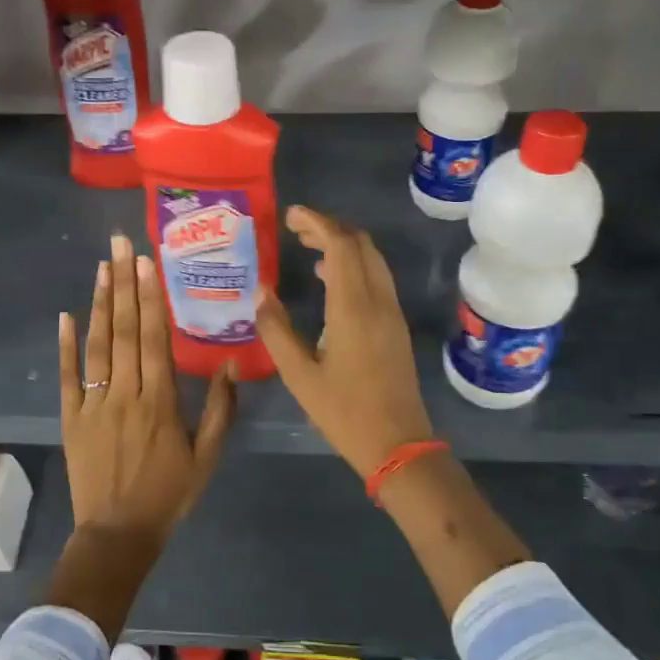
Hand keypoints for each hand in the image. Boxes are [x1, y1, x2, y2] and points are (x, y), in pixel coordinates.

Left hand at [58, 231, 235, 542]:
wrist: (118, 534)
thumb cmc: (169, 494)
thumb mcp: (207, 456)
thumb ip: (219, 409)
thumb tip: (228, 363)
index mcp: (160, 401)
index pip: (155, 338)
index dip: (151, 297)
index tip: (147, 262)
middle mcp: (125, 393)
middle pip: (126, 330)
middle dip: (125, 283)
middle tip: (120, 244)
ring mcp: (94, 403)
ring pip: (98, 344)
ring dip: (101, 303)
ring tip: (102, 266)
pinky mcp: (71, 417)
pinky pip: (68, 375)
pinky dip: (66, 345)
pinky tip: (67, 314)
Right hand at [255, 206, 435, 478]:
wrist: (398, 444)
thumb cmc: (344, 412)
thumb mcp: (299, 375)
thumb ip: (277, 330)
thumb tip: (261, 293)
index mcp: (353, 308)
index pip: (341, 245)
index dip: (317, 222)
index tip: (290, 215)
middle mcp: (378, 301)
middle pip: (361, 244)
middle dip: (330, 227)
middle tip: (296, 228)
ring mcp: (392, 312)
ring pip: (372, 259)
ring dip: (344, 244)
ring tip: (308, 246)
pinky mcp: (396, 326)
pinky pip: (377, 278)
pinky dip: (354, 265)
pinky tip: (329, 280)